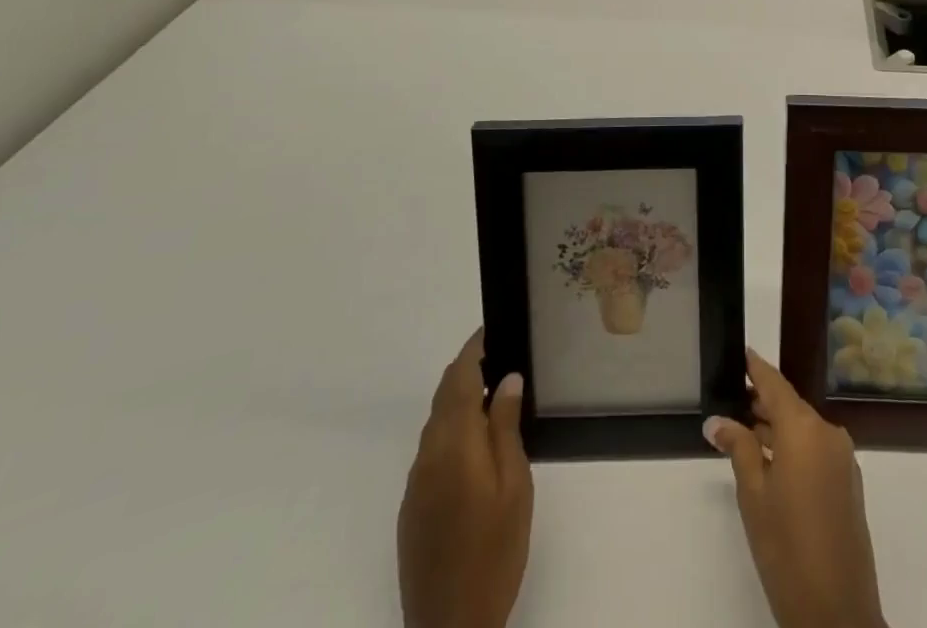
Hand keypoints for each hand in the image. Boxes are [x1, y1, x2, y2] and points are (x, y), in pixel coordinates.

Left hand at [398, 330, 532, 627]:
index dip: (474, 348)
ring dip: (460, 401)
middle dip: (468, 370)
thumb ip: (506, 427)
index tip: (493, 328)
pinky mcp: (412, 506)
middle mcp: (428, 453)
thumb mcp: (514, 484)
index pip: (459, 376)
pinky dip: (453, 431)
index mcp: (454, 442)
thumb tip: (507, 378)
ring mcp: (416, 481)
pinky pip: (432, 451)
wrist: (450, 626)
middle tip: (502, 357)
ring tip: (495, 397)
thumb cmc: (494, 549)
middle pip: (444, 395)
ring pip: (437, 422)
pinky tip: (477, 447)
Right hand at [705, 349, 885, 627]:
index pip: (776, 385)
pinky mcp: (849, 484)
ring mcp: (843, 459)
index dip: (757, 368)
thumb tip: (718, 421)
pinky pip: (818, 450)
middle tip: (735, 399)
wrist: (837, 613)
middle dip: (764, 403)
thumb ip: (738, 448)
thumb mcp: (753, 495)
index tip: (742, 352)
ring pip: (805, 430)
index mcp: (805, 429)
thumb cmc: (786, 546)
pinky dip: (796, 449)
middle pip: (792, 407)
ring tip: (748, 433)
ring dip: (779, 429)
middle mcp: (829, 433)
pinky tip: (774, 464)